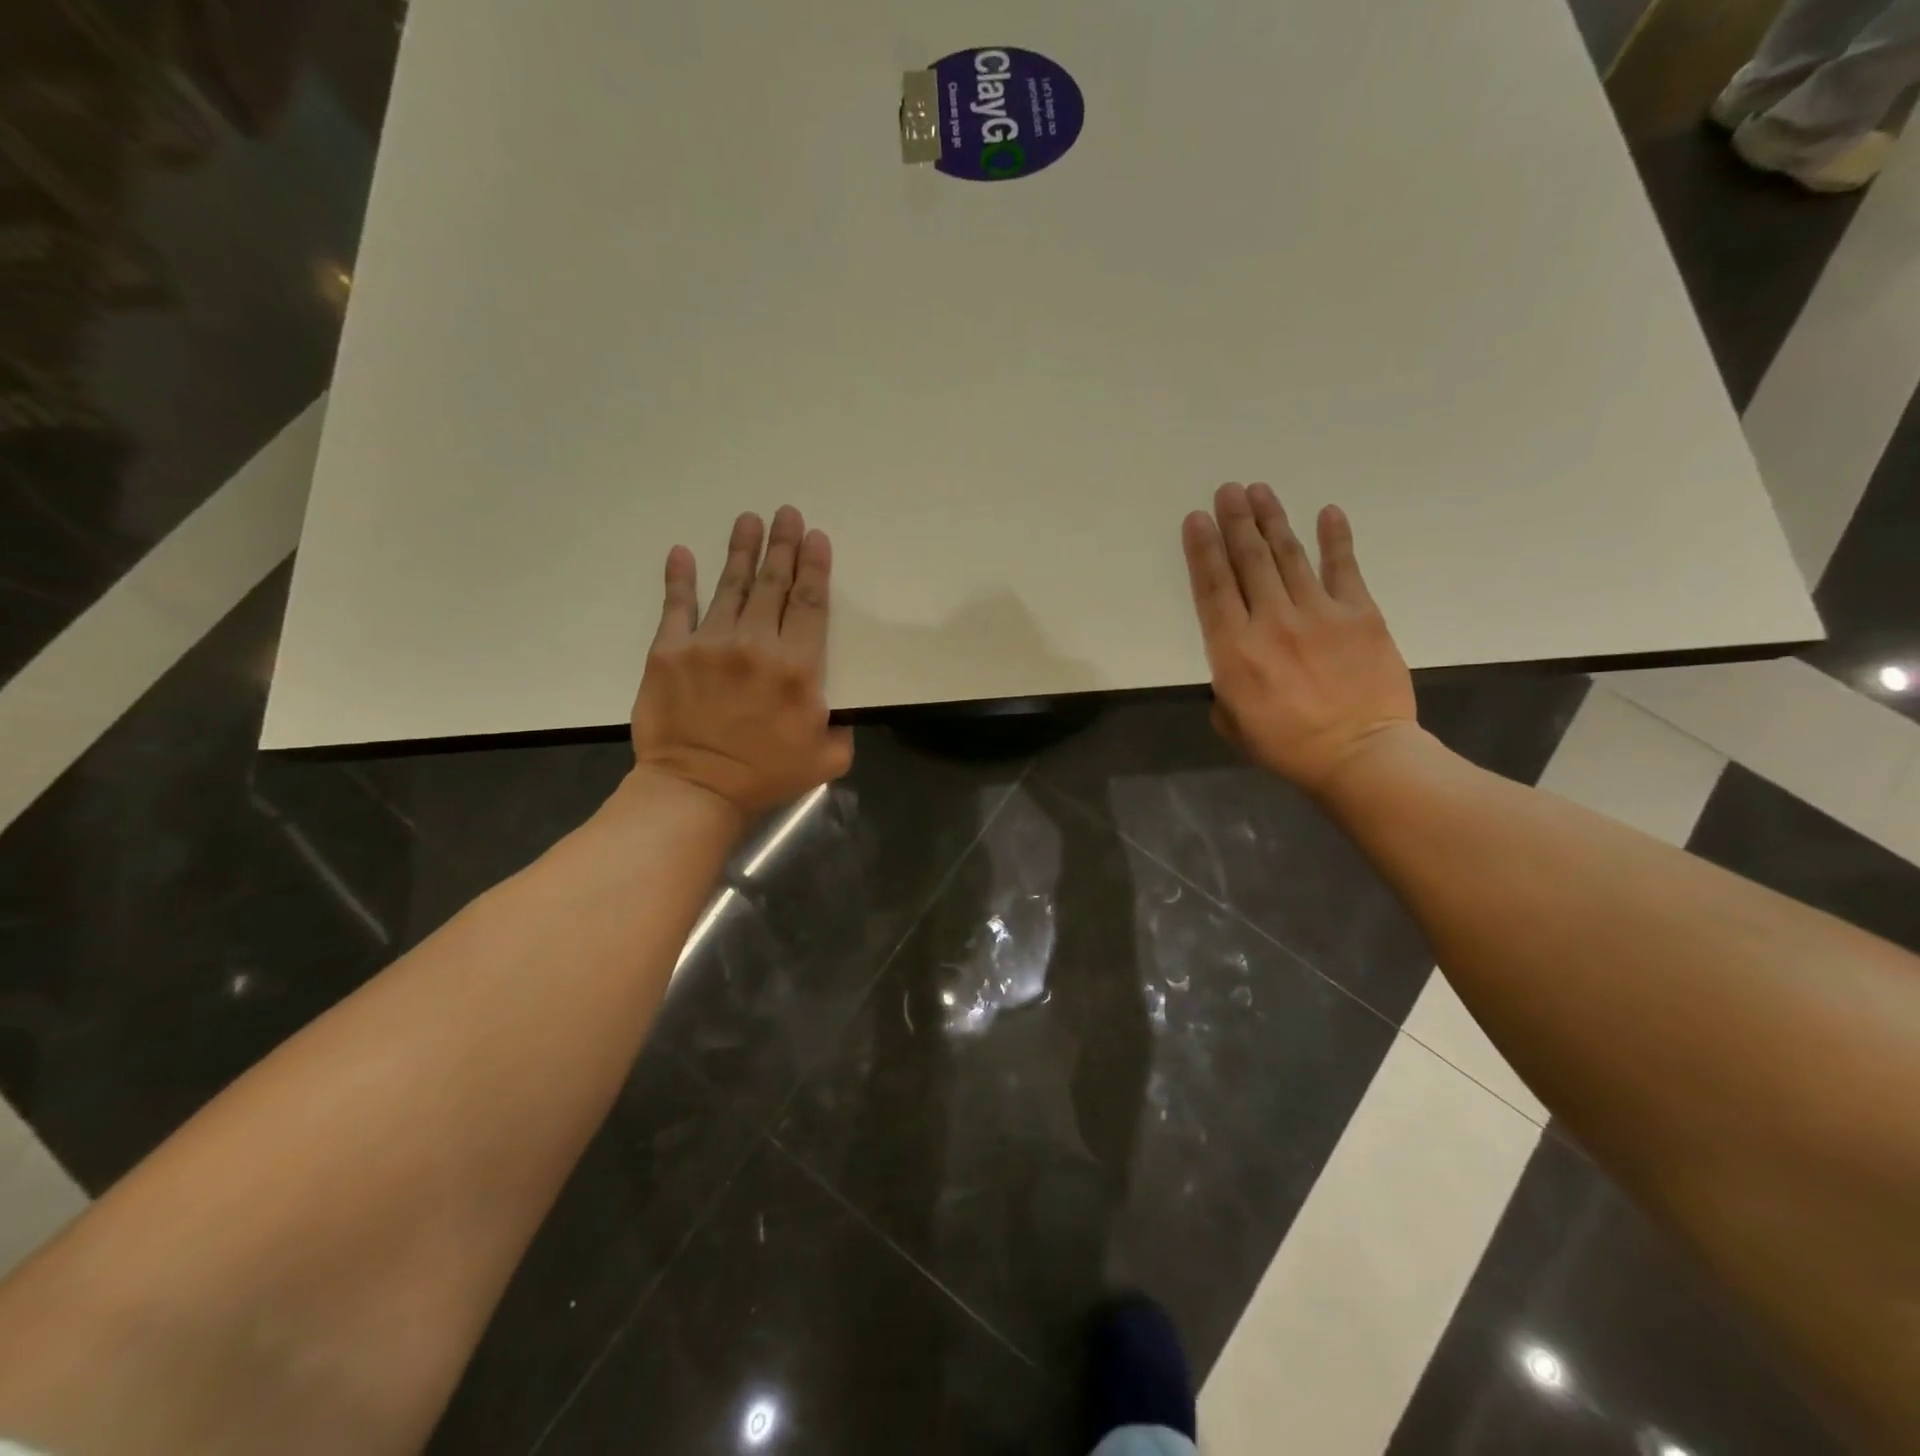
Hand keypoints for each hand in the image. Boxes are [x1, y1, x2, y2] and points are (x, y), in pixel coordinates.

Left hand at [631, 506, 853, 820]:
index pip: (809, 604)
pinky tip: (683, 553)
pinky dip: (680, 578)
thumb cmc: (765, 776)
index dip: (815, 567)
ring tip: (748, 520)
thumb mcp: (827, 759)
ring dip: (742, 551)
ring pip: (731, 586)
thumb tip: (836, 708)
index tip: (815, 536)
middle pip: (774, 584)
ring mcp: (708, 644)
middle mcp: (755, 645)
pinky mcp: (669, 652)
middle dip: (783, 545)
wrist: (695, 790)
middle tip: (787, 513)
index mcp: (797, 668)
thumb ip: (842, 728)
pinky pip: (676, 606)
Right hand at [1183, 483, 1417, 796]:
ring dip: (1272, 521)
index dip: (1203, 550)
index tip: (1197, 518)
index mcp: (1234, 650)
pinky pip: (1344, 568)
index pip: (1213, 588)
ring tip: (1260, 491)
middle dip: (1235, 522)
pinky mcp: (1360, 614)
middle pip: (1249, 561)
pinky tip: (1327, 512)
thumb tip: (1233, 664)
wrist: (1360, 754)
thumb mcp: (1233, 722)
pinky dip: (1335, 539)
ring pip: (1289, 556)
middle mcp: (1271, 621)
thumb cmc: (1287, 746)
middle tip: (1228, 490)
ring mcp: (1318, 613)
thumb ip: (1225, 687)